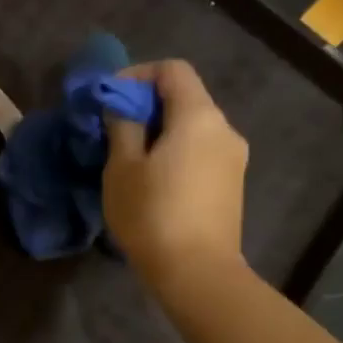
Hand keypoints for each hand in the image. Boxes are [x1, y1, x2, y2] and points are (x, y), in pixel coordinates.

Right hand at [102, 58, 247, 288]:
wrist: (196, 272)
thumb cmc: (152, 214)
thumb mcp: (122, 168)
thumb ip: (123, 127)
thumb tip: (123, 107)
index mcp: (199, 116)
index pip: (173, 71)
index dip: (138, 75)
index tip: (109, 99)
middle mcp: (224, 129)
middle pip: (185, 99)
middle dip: (147, 106)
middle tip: (112, 131)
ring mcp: (233, 159)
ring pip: (192, 129)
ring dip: (160, 133)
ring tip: (129, 160)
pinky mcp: (231, 185)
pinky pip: (200, 153)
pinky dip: (175, 153)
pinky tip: (153, 182)